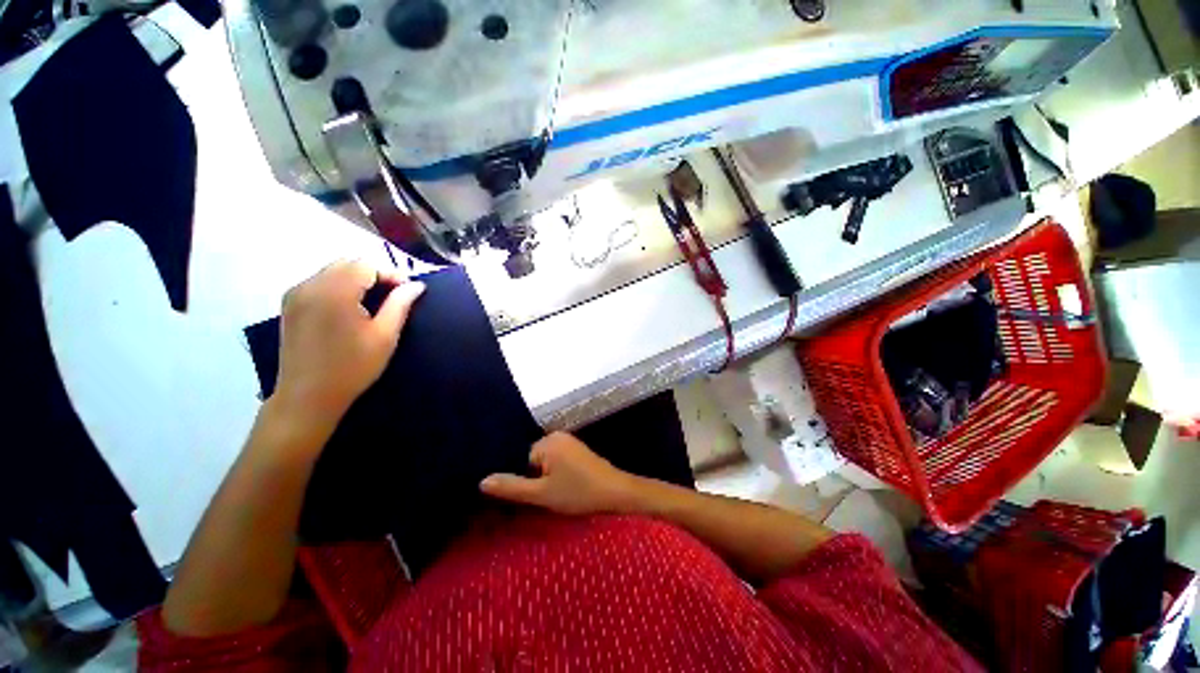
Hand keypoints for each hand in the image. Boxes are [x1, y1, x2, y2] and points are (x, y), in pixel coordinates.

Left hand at [273, 260, 424, 432]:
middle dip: (374, 274)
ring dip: (356, 279)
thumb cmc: (352, 367)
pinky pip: (319, 282)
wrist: (308, 396)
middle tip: (394, 296)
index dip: (391, 274)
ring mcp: (296, 294)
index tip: (408, 291)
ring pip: (332, 271)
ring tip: (374, 302)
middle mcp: (310, 285)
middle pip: (347, 263)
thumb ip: (401, 304)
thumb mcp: (385, 336)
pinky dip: (339, 286)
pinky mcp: (290, 305)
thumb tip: (416, 285)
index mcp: (335, 291)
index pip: (366, 265)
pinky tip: (350, 307)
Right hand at [480, 433, 639, 515]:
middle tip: (539, 499)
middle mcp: (556, 436)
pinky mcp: (576, 450)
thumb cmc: (579, 493)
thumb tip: (482, 481)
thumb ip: (512, 487)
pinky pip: (555, 461)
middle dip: (531, 479)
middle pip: (530, 459)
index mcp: (547, 441)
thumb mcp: (543, 494)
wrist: (616, 492)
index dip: (520, 480)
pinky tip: (560, 488)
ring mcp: (568, 441)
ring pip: (543, 462)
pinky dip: (553, 475)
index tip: (523, 497)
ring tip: (550, 495)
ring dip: (542, 479)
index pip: (519, 459)